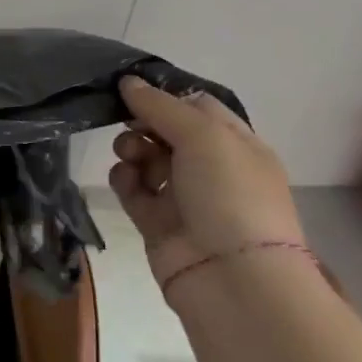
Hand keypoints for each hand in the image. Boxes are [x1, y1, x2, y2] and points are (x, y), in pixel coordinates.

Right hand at [109, 75, 302, 293]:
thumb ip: (160, 105)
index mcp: (236, 145)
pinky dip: (125, 179)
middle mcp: (212, 169)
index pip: (197, 107)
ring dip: (132, 149)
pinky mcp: (157, 222)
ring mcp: (184, 197)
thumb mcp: (204, 136)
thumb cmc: (230, 195)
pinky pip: (133, 189)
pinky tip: (125, 178)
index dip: (166, 96)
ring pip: (146, 158)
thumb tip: (128, 82)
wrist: (234, 279)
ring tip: (129, 156)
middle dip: (143, 122)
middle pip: (166, 131)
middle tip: (129, 123)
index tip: (132, 89)